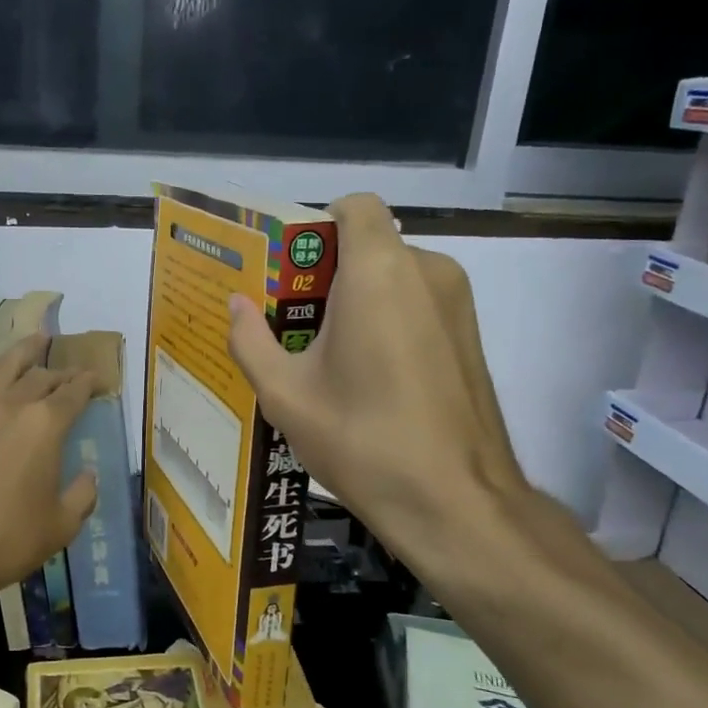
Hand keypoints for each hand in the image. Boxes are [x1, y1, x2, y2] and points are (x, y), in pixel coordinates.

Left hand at [0, 334, 98, 603]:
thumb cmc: (10, 540)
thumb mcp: (63, 524)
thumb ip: (83, 493)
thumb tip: (86, 475)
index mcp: (47, 426)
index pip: (74, 392)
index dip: (89, 382)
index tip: (97, 379)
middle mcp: (11, 406)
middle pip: (40, 377)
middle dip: (60, 372)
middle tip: (69, 373)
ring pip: (1, 368)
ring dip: (21, 351)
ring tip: (34, 339)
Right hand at [226, 194, 530, 575]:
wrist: (456, 501)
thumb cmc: (362, 440)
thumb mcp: (285, 395)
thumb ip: (251, 340)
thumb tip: (236, 305)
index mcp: (378, 271)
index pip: (355, 206)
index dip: (319, 225)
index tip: (292, 269)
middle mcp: (426, 271)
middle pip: (371, 244)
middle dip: (329, 273)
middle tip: (293, 323)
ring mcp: (457, 303)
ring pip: (396, 277)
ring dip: (359, 300)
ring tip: (327, 357)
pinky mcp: (471, 335)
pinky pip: (419, 304)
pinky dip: (389, 320)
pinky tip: (368, 377)